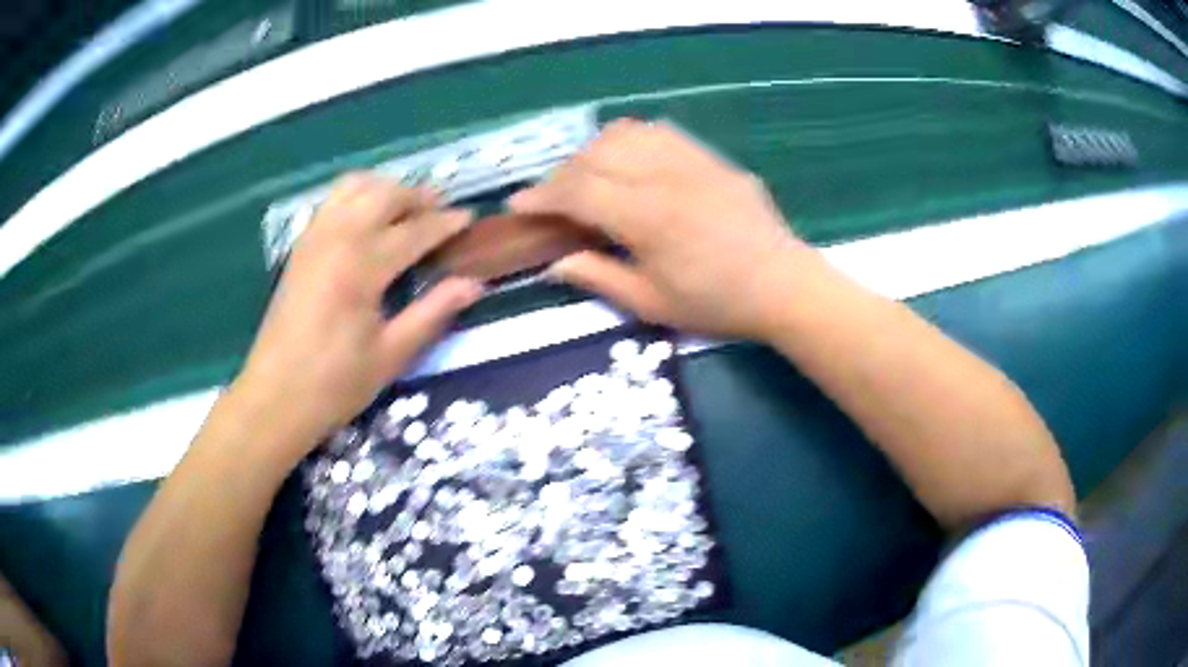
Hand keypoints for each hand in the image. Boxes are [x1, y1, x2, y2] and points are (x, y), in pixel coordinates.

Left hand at [235, 173, 482, 452]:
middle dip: (418, 196)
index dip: (446, 222)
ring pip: (355, 187)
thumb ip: (432, 312)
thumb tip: (474, 283)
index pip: (414, 230)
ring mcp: (314, 238)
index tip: (471, 218)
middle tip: (441, 212)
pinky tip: (368, 221)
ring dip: (386, 189)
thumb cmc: (335, 383)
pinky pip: (333, 201)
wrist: (275, 397)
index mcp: (361, 266)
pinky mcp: (300, 246)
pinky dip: (358, 197)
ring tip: (406, 210)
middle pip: (384, 194)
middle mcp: (336, 238)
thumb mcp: (391, 355)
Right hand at [509, 119, 811, 338]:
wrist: (783, 286)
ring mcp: (692, 160)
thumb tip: (554, 262)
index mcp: (647, 217)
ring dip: (594, 152)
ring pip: (625, 133)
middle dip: (562, 175)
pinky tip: (629, 164)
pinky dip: (631, 141)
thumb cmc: (717, 304)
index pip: (578, 192)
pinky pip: (659, 132)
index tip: (517, 204)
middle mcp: (665, 176)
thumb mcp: (651, 304)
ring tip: (589, 178)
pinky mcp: (711, 158)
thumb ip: (598, 276)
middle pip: (595, 155)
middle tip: (554, 201)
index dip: (541, 197)